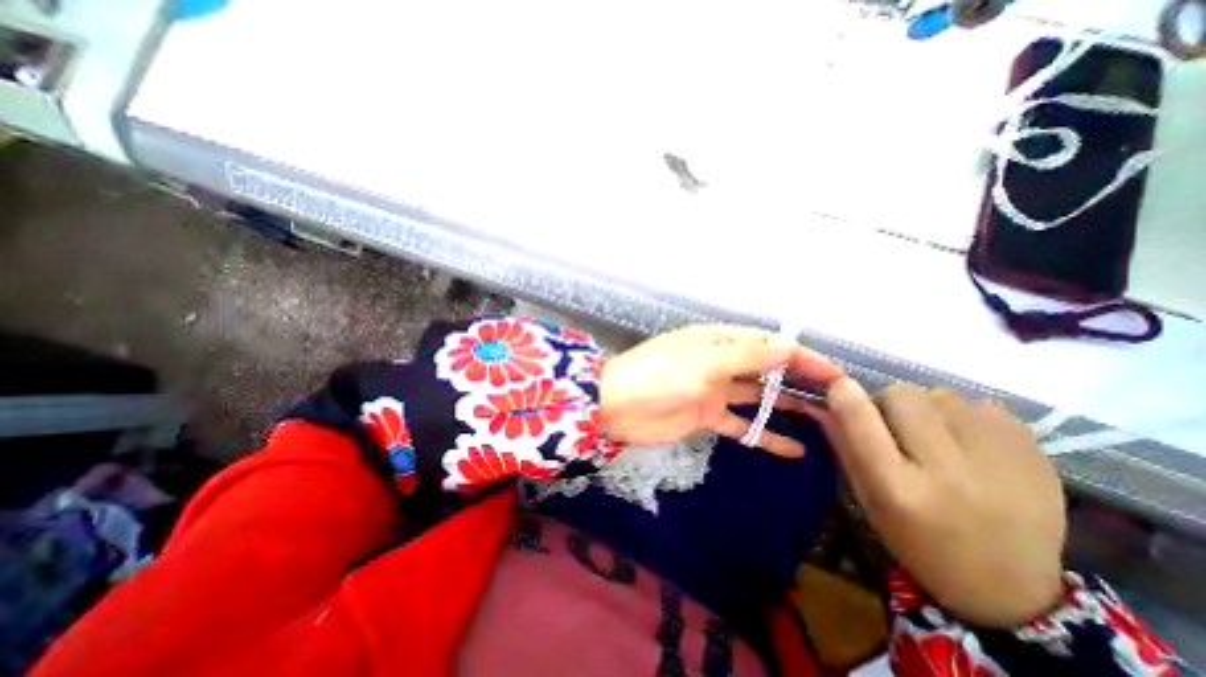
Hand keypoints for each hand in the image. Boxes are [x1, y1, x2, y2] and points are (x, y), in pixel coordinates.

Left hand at [598, 326, 840, 458]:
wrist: (619, 404)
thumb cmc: (660, 374)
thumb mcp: (705, 361)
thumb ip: (746, 357)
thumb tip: (787, 349)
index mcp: (719, 342)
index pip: (767, 344)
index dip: (800, 356)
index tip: (835, 373)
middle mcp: (720, 363)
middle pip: (765, 369)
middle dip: (798, 380)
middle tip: (837, 397)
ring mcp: (715, 391)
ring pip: (757, 397)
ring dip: (786, 407)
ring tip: (824, 422)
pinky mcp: (707, 416)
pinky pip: (742, 426)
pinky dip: (764, 435)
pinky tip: (793, 450)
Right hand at [820, 379, 1061, 626]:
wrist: (1010, 590)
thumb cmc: (916, 540)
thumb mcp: (866, 496)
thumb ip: (843, 443)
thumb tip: (820, 400)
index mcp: (898, 488)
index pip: (861, 418)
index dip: (844, 394)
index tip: (838, 387)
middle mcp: (949, 472)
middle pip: (903, 395)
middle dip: (889, 403)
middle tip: (896, 427)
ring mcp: (1002, 463)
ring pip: (942, 396)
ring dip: (929, 410)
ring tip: (939, 441)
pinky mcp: (1038, 455)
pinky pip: (983, 406)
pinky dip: (966, 418)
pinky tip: (973, 447)